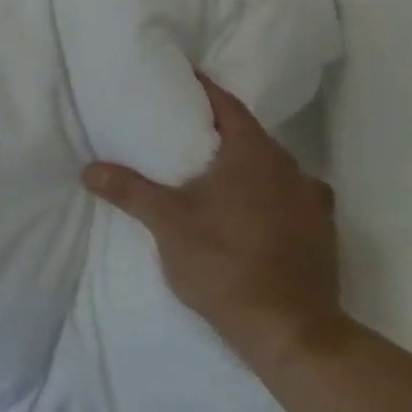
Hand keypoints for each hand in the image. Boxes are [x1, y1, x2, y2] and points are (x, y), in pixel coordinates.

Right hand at [82, 75, 344, 368]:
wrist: (293, 334)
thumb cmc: (225, 264)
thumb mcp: (167, 223)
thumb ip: (128, 190)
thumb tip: (88, 169)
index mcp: (254, 156)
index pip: (228, 106)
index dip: (204, 89)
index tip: (181, 78)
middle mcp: (290, 171)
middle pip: (251, 134)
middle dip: (219, 127)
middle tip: (183, 125)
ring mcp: (312, 204)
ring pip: (273, 167)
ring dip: (245, 161)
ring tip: (212, 167)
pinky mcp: (322, 235)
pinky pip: (291, 196)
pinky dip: (267, 192)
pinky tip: (249, 207)